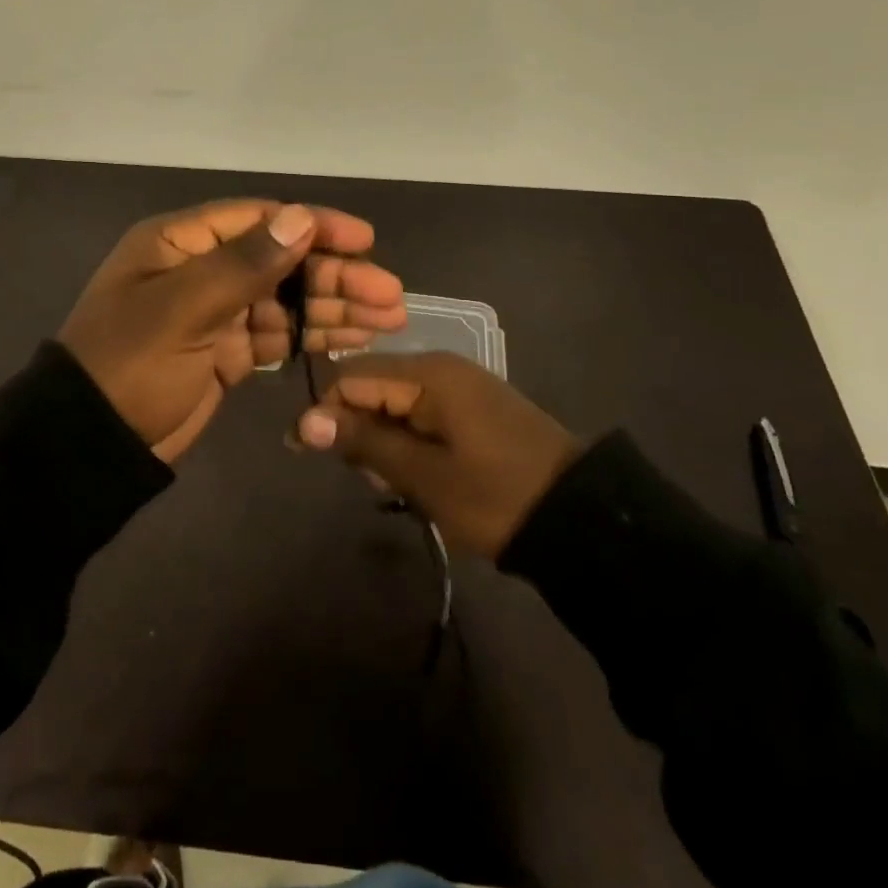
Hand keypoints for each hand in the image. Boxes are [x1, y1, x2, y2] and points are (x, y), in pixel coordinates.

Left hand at [59, 200, 405, 461]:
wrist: (89, 444)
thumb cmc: (130, 365)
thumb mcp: (182, 308)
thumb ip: (243, 264)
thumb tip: (301, 218)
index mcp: (180, 243)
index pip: (259, 220)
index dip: (313, 225)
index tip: (364, 239)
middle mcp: (200, 269)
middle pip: (280, 262)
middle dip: (335, 276)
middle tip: (390, 296)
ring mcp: (214, 313)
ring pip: (285, 301)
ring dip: (333, 308)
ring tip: (388, 319)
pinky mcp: (224, 352)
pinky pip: (276, 336)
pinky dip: (311, 336)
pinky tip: (352, 340)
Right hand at [294, 352, 581, 557]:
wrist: (582, 519)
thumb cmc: (496, 496)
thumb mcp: (423, 474)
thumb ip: (364, 441)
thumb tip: (305, 422)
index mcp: (428, 374)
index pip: (351, 377)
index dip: (324, 413)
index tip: (307, 454)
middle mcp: (440, 368)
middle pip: (371, 386)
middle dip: (357, 430)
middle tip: (372, 479)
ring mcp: (460, 387)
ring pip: (394, 404)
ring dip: (383, 441)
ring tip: (398, 485)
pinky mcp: (472, 408)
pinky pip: (421, 415)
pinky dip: (408, 442)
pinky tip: (417, 476)